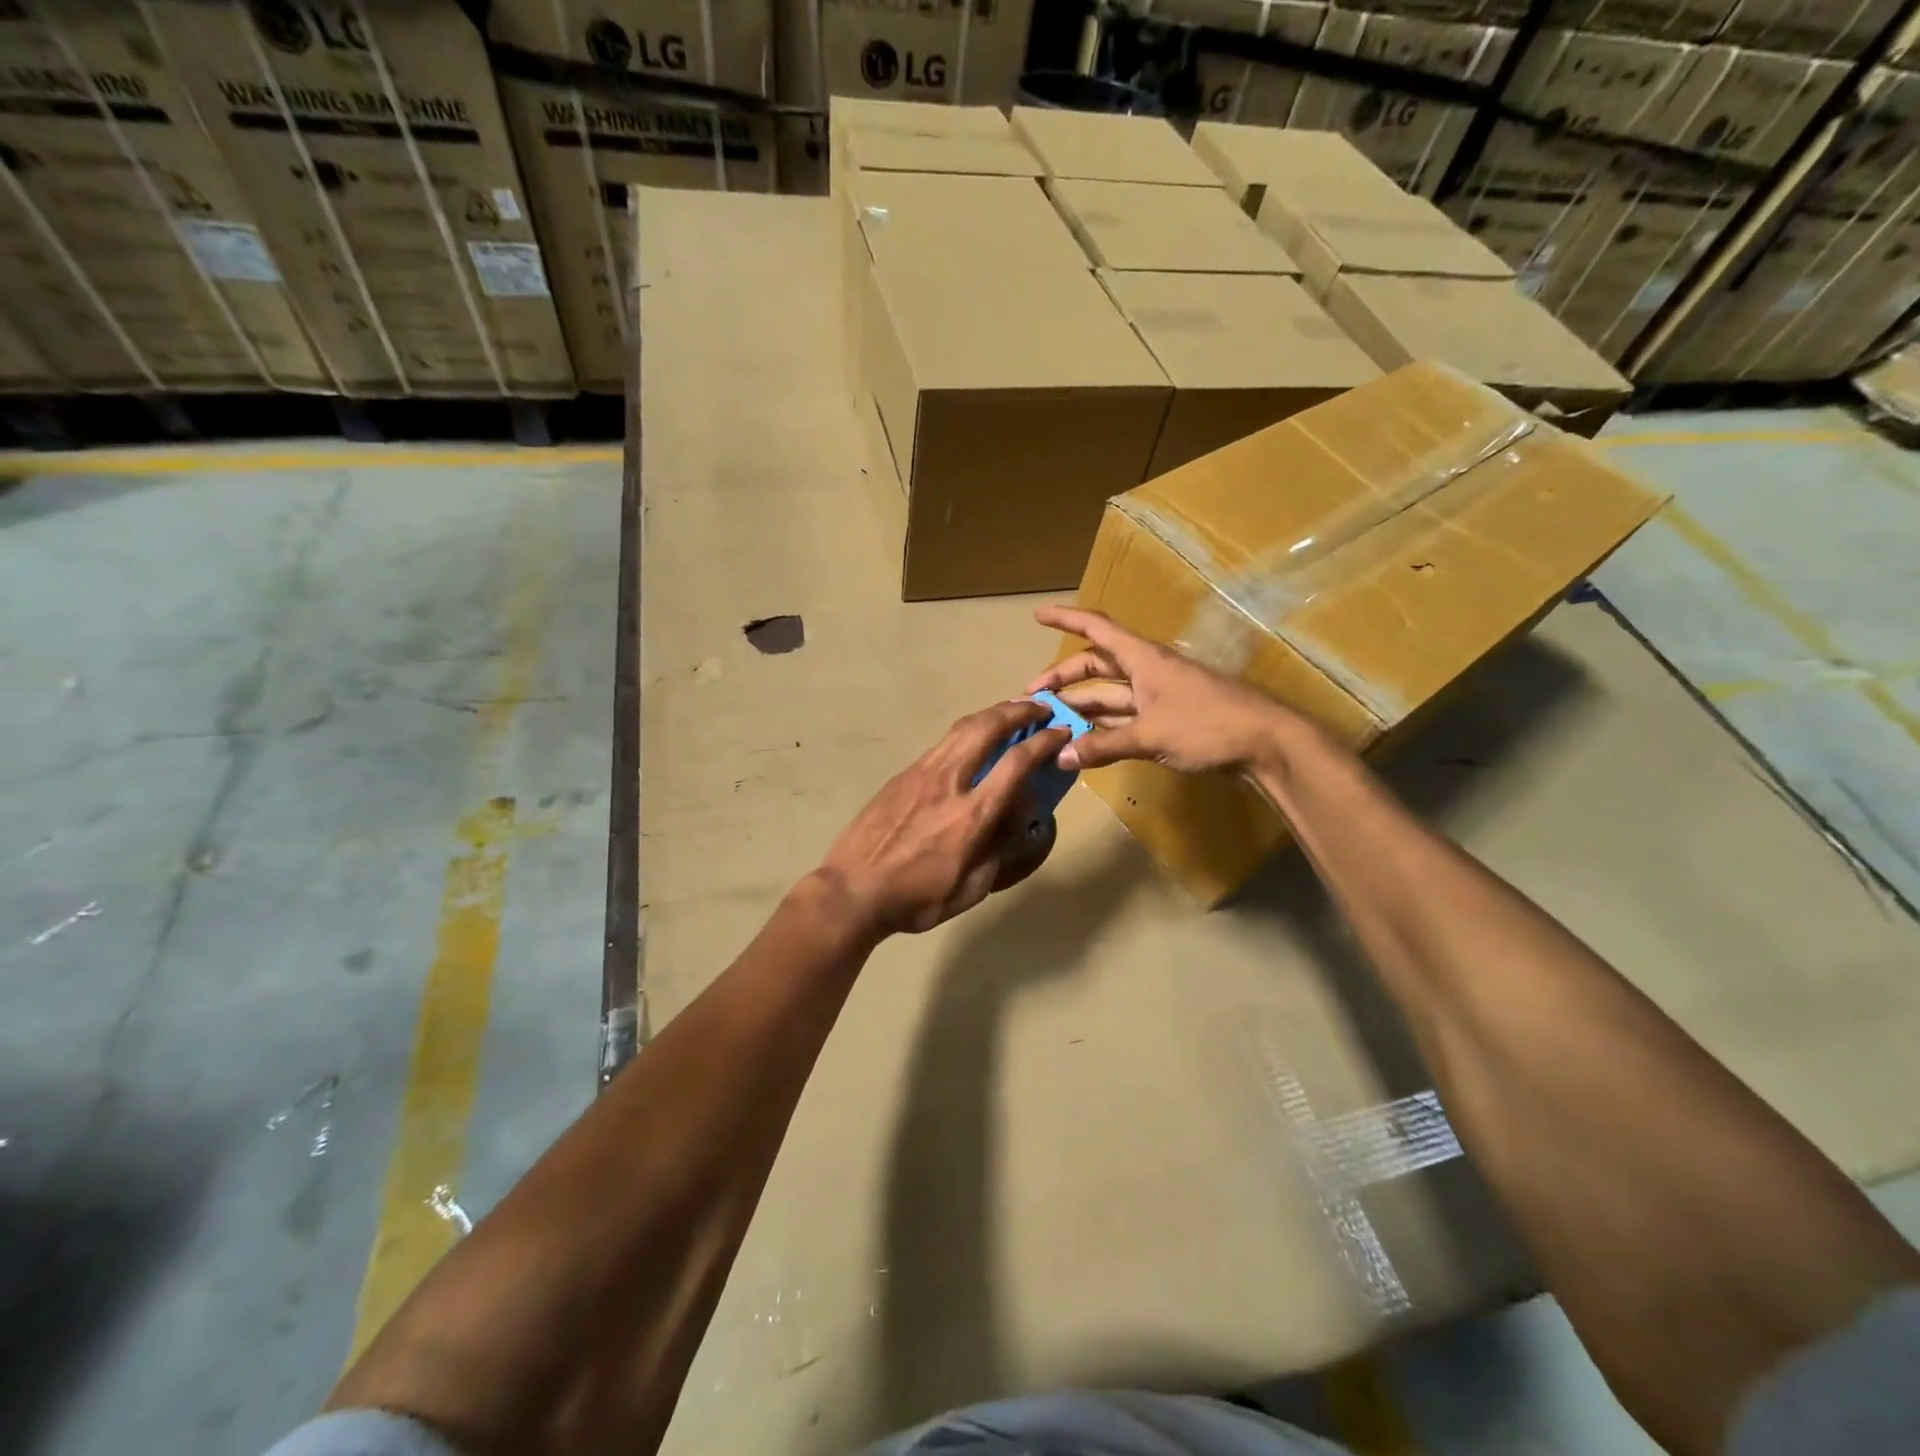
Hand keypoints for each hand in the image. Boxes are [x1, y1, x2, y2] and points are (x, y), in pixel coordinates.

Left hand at [819, 700, 1070, 935]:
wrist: (852, 890)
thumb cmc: (916, 899)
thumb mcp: (970, 888)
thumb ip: (998, 849)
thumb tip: (1016, 817)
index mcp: (971, 815)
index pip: (1016, 763)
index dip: (1044, 741)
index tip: (1061, 731)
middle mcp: (949, 782)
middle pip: (987, 728)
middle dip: (1019, 711)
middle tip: (1040, 707)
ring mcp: (921, 773)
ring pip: (961, 728)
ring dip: (991, 714)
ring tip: (1010, 711)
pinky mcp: (902, 775)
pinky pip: (942, 743)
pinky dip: (966, 731)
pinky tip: (972, 739)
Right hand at [1026, 606, 1297, 774]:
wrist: (1266, 743)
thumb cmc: (1208, 724)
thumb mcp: (1150, 735)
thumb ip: (1103, 746)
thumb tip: (1060, 756)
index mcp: (1143, 659)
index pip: (1097, 629)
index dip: (1066, 619)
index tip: (1037, 616)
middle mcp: (1147, 671)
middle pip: (1097, 666)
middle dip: (1063, 678)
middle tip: (1032, 697)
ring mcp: (1158, 696)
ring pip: (1109, 695)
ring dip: (1081, 706)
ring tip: (1049, 722)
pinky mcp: (1168, 720)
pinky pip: (1125, 717)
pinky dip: (1103, 728)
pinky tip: (1083, 742)